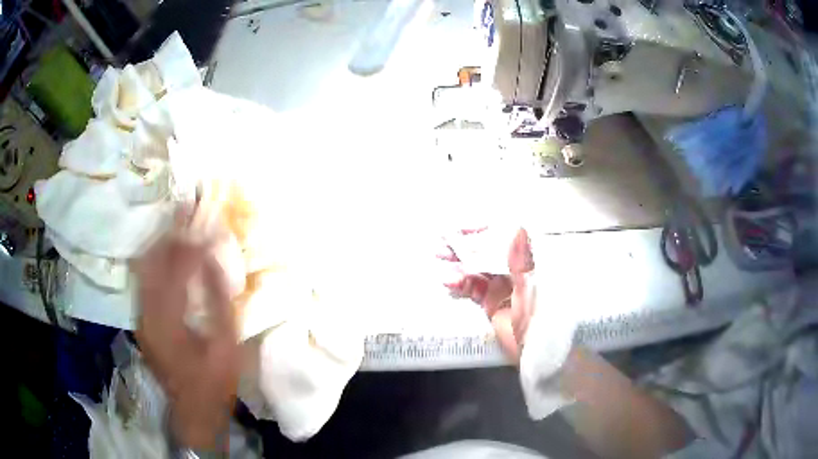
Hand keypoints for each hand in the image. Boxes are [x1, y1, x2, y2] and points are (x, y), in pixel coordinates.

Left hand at [134, 229, 238, 449]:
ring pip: (144, 267)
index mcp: (170, 321)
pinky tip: (163, 249)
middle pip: (153, 261)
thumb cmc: (214, 382)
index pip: (177, 268)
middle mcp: (148, 313)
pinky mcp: (141, 320)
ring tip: (175, 220)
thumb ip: (218, 301)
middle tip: (185, 206)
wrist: (192, 410)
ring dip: (160, 242)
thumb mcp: (226, 347)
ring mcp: (141, 317)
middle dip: (170, 231)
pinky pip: (143, 280)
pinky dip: (153, 259)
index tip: (204, 217)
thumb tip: (213, 258)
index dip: (191, 241)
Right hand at [441, 228, 534, 361]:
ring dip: (459, 262)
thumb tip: (518, 230)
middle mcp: (515, 269)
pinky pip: (473, 288)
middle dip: (466, 245)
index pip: (505, 238)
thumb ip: (521, 261)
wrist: (536, 350)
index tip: (464, 228)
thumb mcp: (531, 288)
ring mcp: (502, 285)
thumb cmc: (539, 316)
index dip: (484, 230)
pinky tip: (450, 281)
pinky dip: (461, 283)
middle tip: (445, 241)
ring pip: (477, 268)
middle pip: (487, 251)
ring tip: (441, 258)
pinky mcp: (491, 302)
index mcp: (528, 260)